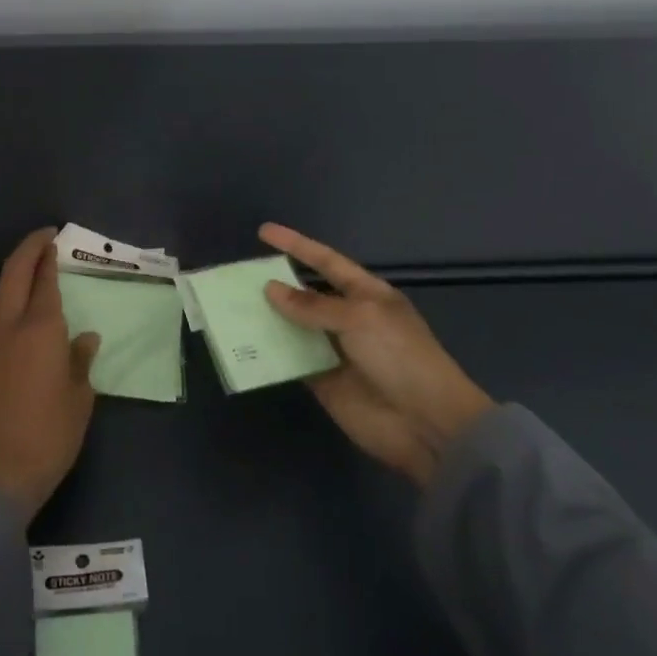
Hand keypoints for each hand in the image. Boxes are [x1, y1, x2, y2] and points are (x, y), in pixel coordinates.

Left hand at [0, 229, 101, 521]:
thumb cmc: (48, 437)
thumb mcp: (79, 400)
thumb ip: (80, 362)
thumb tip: (84, 338)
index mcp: (41, 330)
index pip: (44, 281)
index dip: (49, 257)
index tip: (54, 240)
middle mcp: (9, 326)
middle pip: (13, 273)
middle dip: (27, 250)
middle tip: (43, 238)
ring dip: (9, 274)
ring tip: (25, 274)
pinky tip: (10, 313)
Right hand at [260, 223, 493, 486]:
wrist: (425, 423)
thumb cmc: (400, 356)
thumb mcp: (359, 318)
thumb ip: (312, 305)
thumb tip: (271, 289)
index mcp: (366, 293)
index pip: (325, 261)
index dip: (296, 245)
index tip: (264, 232)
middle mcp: (347, 317)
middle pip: (304, 293)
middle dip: (275, 282)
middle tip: (237, 275)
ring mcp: (333, 349)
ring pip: (293, 326)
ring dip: (267, 317)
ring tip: (230, 305)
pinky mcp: (321, 380)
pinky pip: (290, 360)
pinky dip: (269, 352)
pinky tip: (242, 343)